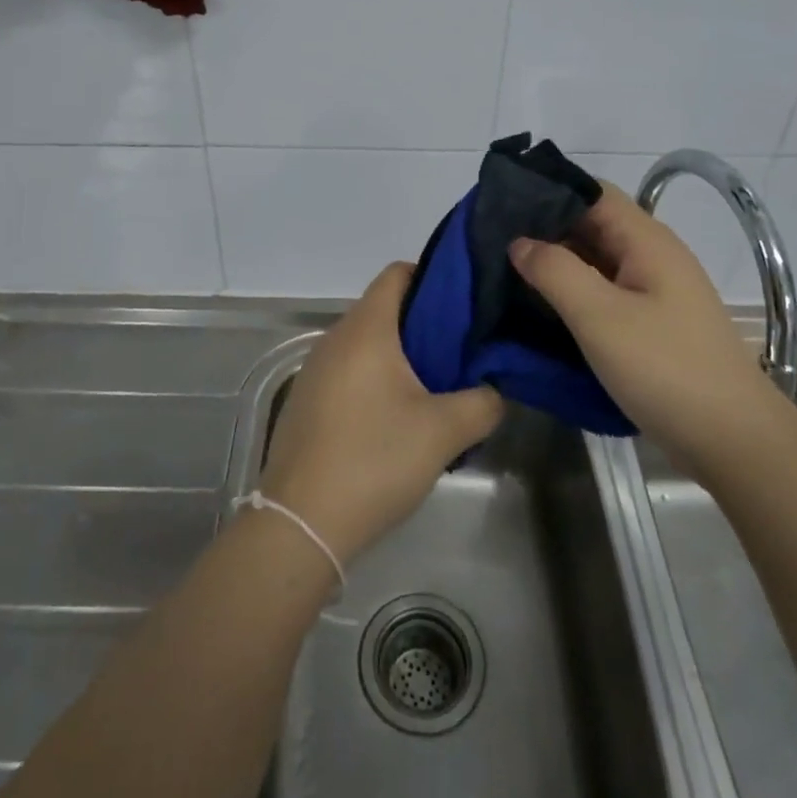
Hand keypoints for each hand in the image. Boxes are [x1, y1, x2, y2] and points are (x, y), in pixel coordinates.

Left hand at [258, 263, 505, 562]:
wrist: (302, 524)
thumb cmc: (374, 460)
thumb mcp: (444, 432)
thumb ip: (483, 403)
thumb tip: (494, 391)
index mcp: (365, 329)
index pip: (398, 273)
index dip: (434, 278)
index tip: (466, 304)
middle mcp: (334, 338)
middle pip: (384, 309)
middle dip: (425, 324)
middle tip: (463, 351)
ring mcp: (315, 370)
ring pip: (367, 344)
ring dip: (402, 357)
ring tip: (437, 387)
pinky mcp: (307, 400)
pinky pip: (350, 371)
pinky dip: (376, 380)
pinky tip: (397, 418)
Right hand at [509, 182, 776, 456]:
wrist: (733, 440)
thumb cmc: (665, 369)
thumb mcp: (600, 317)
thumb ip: (555, 271)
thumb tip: (519, 243)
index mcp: (646, 241)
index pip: (591, 192)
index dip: (548, 192)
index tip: (501, 207)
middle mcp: (652, 256)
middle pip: (592, 225)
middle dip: (544, 230)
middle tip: (491, 245)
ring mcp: (654, 292)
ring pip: (595, 262)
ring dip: (555, 265)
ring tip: (505, 275)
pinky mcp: (652, 324)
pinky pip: (604, 294)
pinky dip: (572, 294)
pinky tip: (541, 309)